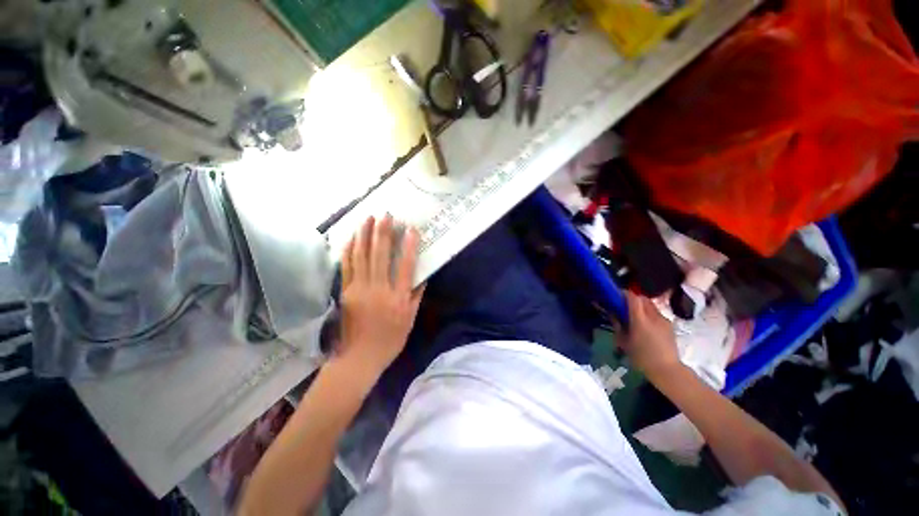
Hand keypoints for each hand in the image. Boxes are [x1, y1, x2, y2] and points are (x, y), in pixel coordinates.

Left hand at [336, 215, 425, 382]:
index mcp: (397, 298)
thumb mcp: (409, 320)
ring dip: (364, 235)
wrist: (358, 358)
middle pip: (380, 255)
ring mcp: (359, 289)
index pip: (405, 266)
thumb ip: (416, 297)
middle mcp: (378, 289)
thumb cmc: (389, 340)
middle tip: (386, 215)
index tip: (411, 230)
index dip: (408, 246)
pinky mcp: (346, 291)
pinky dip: (349, 250)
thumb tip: (422, 277)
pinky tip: (352, 237)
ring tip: (367, 218)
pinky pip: (347, 266)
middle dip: (383, 232)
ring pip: (361, 256)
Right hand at [617, 292, 682, 381]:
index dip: (624, 294)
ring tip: (635, 317)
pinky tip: (646, 326)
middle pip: (642, 298)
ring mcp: (664, 320)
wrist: (667, 370)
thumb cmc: (641, 357)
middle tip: (624, 307)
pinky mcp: (670, 325)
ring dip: (641, 306)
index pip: (633, 297)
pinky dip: (649, 314)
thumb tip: (612, 313)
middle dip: (632, 299)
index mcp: (640, 320)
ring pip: (650, 305)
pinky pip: (656, 313)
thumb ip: (617, 325)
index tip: (616, 296)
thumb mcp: (623, 342)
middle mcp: (653, 316)